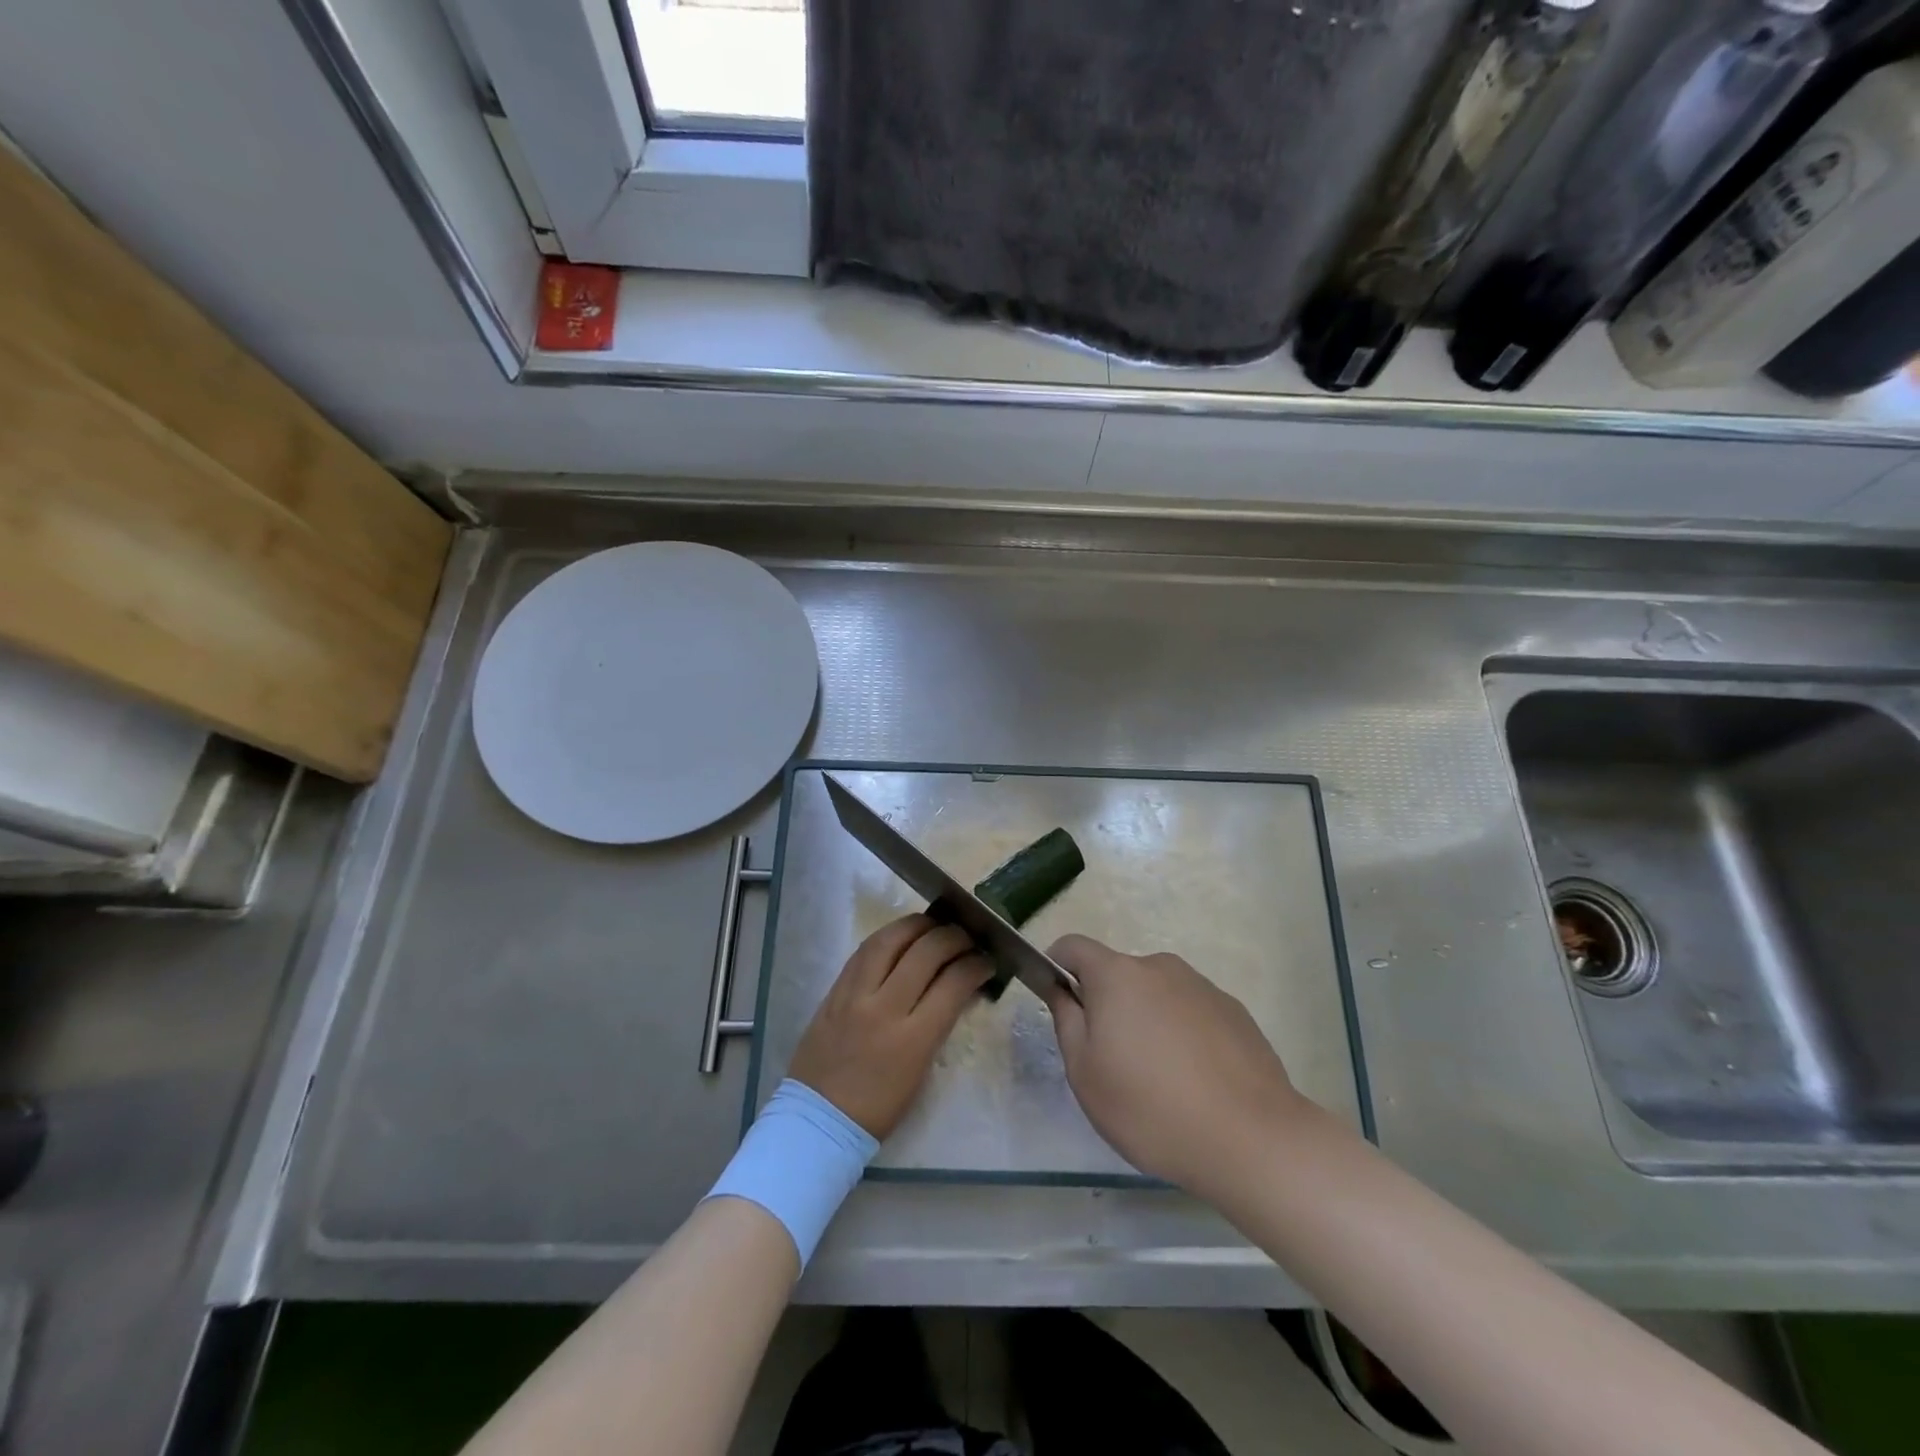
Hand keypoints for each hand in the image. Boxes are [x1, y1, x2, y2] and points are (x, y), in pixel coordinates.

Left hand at [789, 914, 993, 1138]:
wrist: (818, 1119)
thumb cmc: (878, 1107)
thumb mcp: (921, 1069)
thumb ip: (939, 1023)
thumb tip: (958, 986)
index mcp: (912, 1040)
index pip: (954, 983)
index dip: (976, 964)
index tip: (987, 960)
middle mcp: (883, 1008)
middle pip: (926, 952)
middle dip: (954, 937)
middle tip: (967, 938)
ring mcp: (855, 994)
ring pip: (891, 939)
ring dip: (919, 925)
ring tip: (935, 925)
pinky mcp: (834, 989)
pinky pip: (865, 949)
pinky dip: (889, 936)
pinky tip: (903, 935)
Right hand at [1042, 935, 1308, 1199]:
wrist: (1252, 1139)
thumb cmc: (1151, 1108)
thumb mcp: (1085, 1074)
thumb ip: (1066, 1020)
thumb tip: (1062, 989)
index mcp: (1117, 975)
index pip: (1073, 947)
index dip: (1056, 966)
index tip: (1057, 1002)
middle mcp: (1160, 967)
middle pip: (1118, 974)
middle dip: (1107, 1005)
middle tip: (1112, 1062)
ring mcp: (1202, 986)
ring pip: (1156, 994)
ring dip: (1147, 1021)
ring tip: (1160, 1081)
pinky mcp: (1234, 1011)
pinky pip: (1191, 1013)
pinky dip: (1183, 1035)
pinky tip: (1196, 1083)